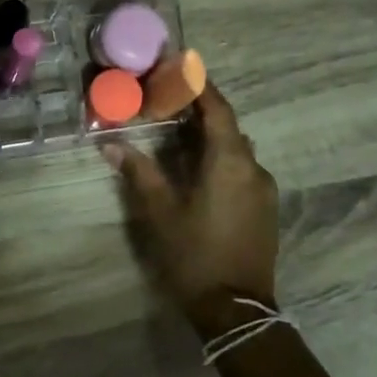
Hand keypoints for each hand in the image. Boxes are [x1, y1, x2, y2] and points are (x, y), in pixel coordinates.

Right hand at [101, 81, 279, 330]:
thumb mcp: (160, 212)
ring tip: (177, 135)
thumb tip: (112, 144)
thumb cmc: (194, 255)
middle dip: (200, 111)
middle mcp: (254, 168)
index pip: (218, 109)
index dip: (200, 86)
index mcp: (230, 163)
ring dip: (210, 137)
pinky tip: (196, 171)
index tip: (181, 67)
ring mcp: (264, 190)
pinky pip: (242, 169)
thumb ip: (139, 173)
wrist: (236, 309)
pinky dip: (220, 159)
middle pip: (228, 127)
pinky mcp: (265, 209)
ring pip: (236, 149)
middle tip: (168, 103)